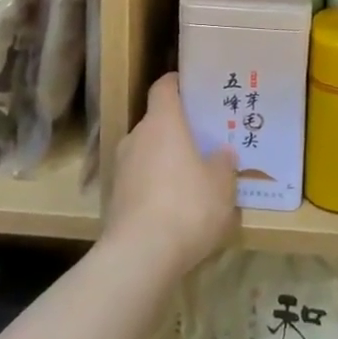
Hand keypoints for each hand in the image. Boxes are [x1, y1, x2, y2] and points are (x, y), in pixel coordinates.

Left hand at [104, 74, 238, 276]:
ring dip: (165, 161)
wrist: (140, 255)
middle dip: (177, 130)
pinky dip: (154, 187)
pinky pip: (139, 181)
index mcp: (162, 122)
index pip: (164, 87)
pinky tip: (173, 209)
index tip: (194, 88)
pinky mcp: (114, 198)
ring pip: (147, 153)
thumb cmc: (187, 206)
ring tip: (190, 179)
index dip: (178, 84)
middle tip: (202, 143)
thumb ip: (223, 164)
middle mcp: (136, 136)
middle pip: (157, 122)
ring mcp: (121, 167)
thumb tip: (222, 153)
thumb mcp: (221, 185)